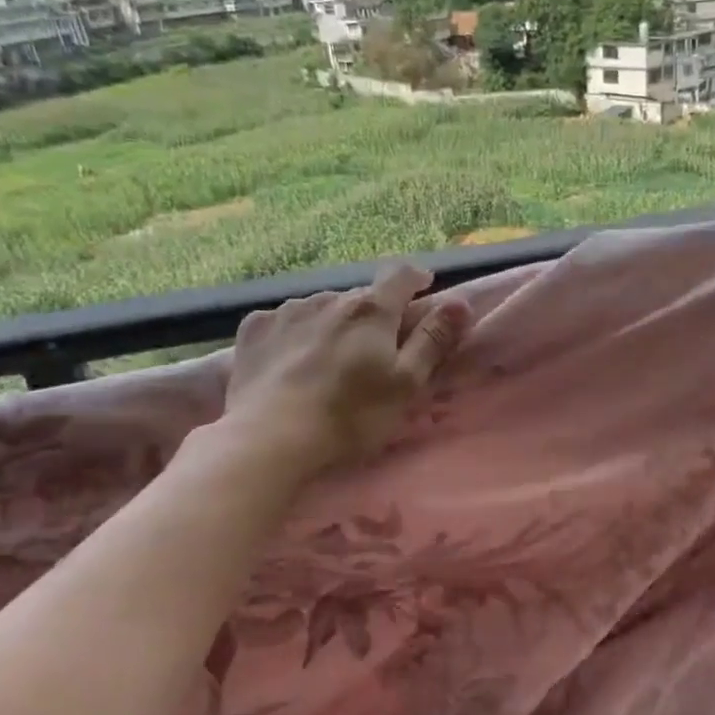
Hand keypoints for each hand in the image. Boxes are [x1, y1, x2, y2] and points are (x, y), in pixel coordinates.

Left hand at [221, 262, 471, 474]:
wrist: (269, 439)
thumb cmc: (350, 416)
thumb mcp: (406, 384)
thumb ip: (433, 340)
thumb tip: (460, 301)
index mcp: (371, 310)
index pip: (400, 275)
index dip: (416, 277)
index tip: (424, 287)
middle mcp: (329, 299)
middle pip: (361, 297)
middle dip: (375, 312)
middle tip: (377, 345)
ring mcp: (287, 312)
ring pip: (322, 307)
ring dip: (334, 322)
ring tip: (331, 356)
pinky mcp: (254, 331)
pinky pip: (284, 320)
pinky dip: (296, 332)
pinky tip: (291, 358)